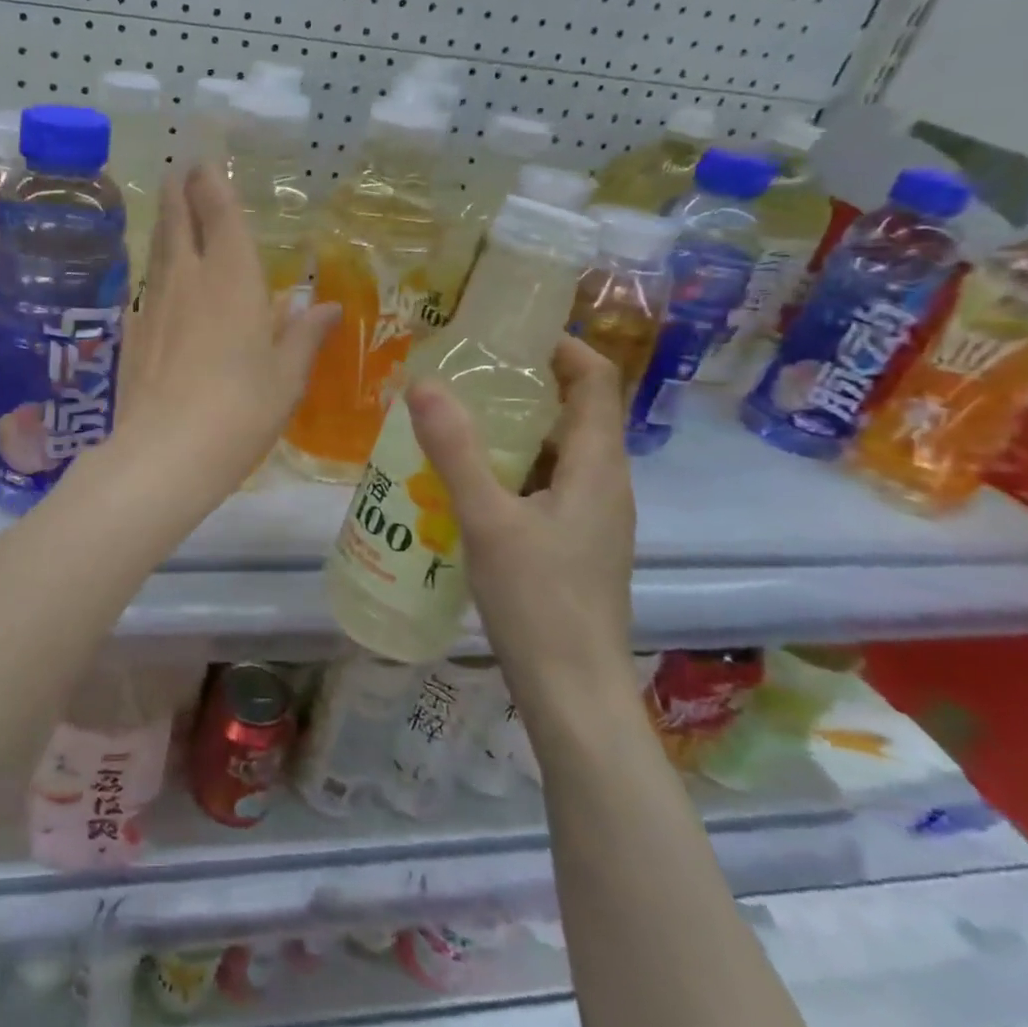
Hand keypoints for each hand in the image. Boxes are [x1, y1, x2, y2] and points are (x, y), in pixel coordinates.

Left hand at [116, 165, 337, 495]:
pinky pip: (147, 288)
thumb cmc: (241, 409)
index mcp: (231, 277)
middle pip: (175, 219)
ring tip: (170, 214)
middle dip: (178, 192)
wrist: (165, 452)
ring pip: (157, 250)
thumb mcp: (286, 376)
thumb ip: (303, 336)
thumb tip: (325, 306)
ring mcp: (153, 304)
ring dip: (164, 226)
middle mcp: (187, 278)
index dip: (209, 183)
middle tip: (180, 174)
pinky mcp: (132, 333)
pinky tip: (162, 286)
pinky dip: (156, 272)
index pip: (217, 212)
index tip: (202, 162)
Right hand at [405, 336, 635, 726]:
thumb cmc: (539, 602)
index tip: (510, 333)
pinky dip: (510, 469)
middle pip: (575, 413)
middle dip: (525, 385)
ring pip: (556, 453)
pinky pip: (544, 486)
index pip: (595, 382)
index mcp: (598, 468)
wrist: (574, 693)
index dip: (562, 347)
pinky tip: (465, 483)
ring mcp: (592, 519)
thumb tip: (423, 382)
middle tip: (465, 374)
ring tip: (455, 420)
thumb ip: (455, 450)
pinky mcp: (574, 545)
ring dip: (513, 430)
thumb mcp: (488, 520)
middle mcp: (604, 485)